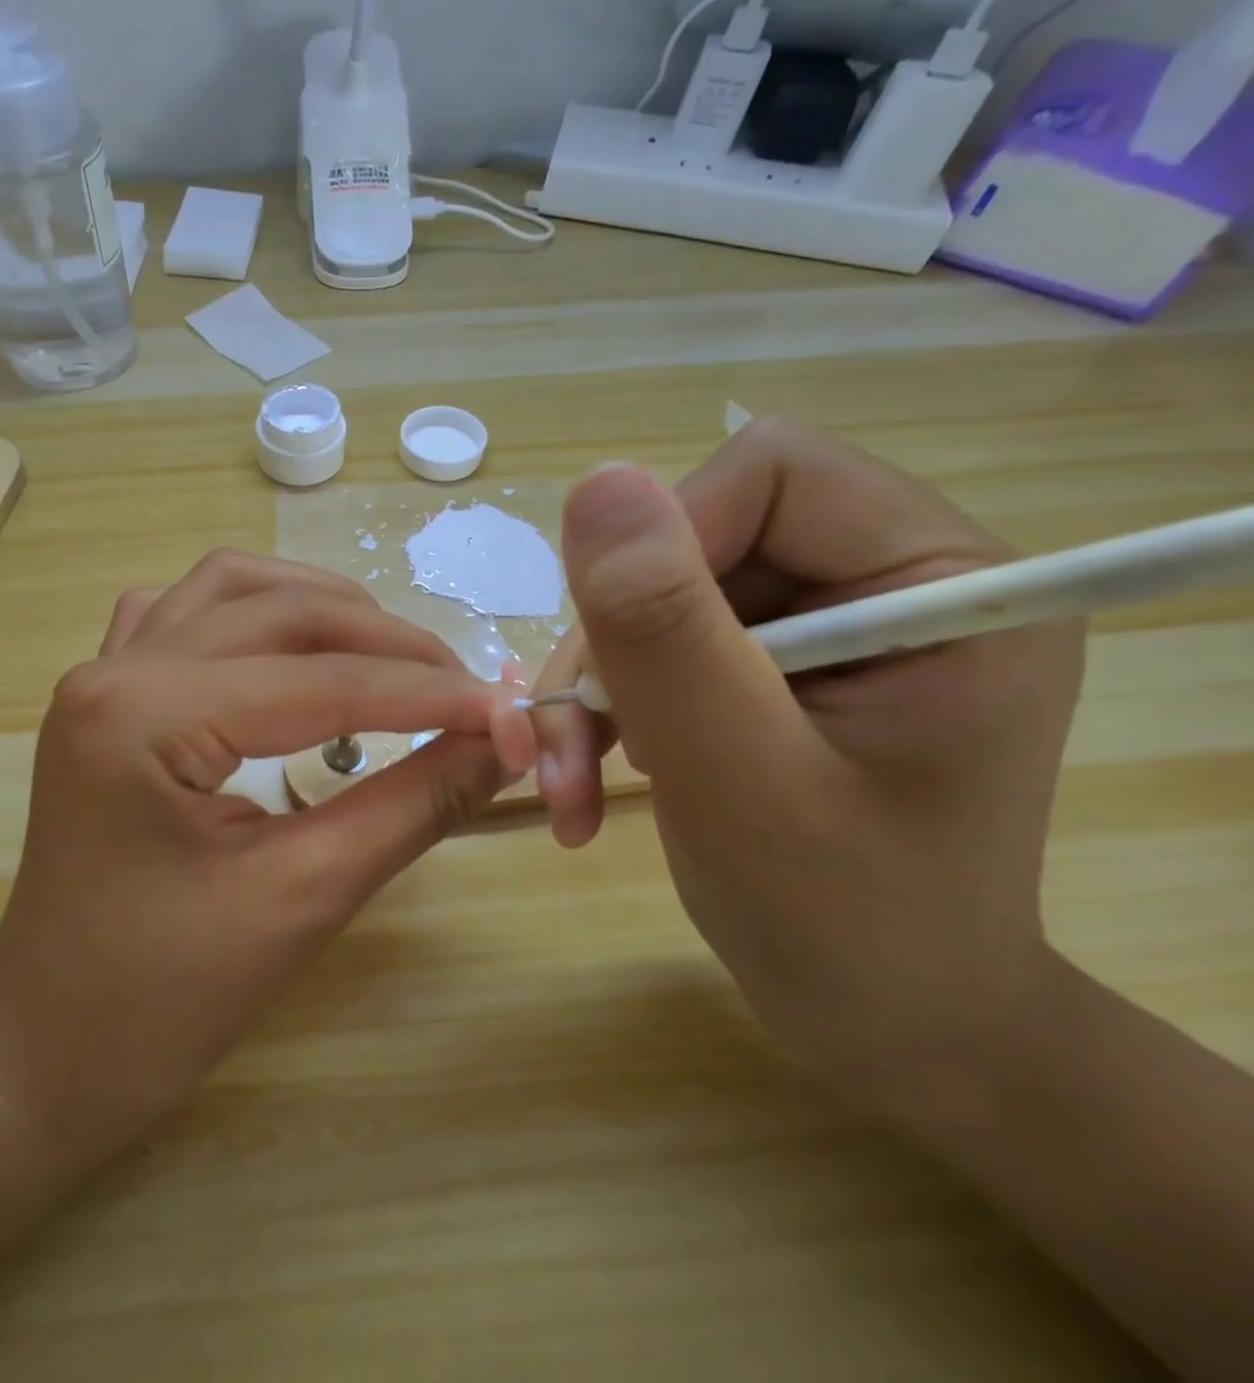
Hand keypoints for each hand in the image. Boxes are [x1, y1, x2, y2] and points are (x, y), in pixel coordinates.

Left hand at [0, 551, 523, 1155]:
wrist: (47, 1052)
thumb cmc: (160, 1002)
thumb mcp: (301, 900)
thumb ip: (410, 807)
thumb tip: (500, 745)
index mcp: (145, 716)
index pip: (320, 680)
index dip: (427, 693)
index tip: (509, 712)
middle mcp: (115, 670)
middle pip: (278, 611)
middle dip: (384, 642)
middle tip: (461, 690)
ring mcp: (101, 676)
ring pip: (228, 589)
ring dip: (317, 607)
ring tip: (389, 657)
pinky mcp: (106, 699)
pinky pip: (183, 616)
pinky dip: (252, 615)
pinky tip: (288, 652)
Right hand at [526, 421, 1086, 1089]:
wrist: (886, 1027)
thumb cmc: (846, 926)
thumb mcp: (740, 780)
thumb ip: (668, 634)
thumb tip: (596, 484)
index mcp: (938, 579)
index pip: (767, 476)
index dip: (661, 552)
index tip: (613, 668)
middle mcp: (885, 581)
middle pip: (694, 540)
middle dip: (610, 646)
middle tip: (564, 752)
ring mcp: (823, 627)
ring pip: (653, 597)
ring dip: (592, 690)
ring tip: (567, 781)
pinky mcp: (772, 670)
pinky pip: (654, 646)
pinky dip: (604, 710)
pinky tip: (587, 779)